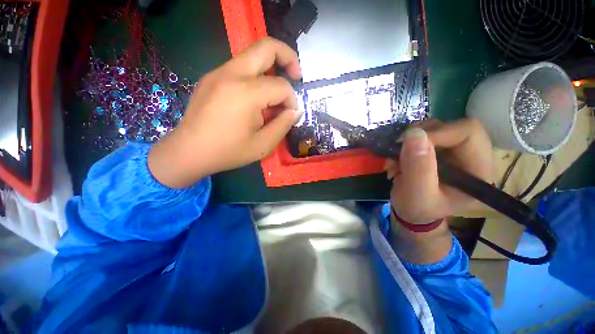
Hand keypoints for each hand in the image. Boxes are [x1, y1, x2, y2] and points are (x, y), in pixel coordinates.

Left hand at [149, 38, 302, 187]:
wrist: (189, 152)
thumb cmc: (228, 152)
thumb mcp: (263, 145)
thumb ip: (284, 124)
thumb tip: (295, 110)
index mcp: (245, 93)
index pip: (281, 85)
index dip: (292, 100)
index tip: (290, 115)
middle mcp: (231, 74)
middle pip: (266, 46)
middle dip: (288, 57)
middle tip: (296, 76)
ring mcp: (218, 72)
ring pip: (252, 55)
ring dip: (271, 68)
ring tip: (275, 93)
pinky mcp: (212, 77)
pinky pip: (240, 67)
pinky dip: (255, 77)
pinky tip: (255, 99)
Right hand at [384, 119, 492, 224]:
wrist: (411, 211)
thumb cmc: (417, 209)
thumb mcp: (417, 194)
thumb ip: (418, 167)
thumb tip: (414, 133)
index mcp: (478, 170)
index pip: (468, 132)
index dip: (437, 133)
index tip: (407, 144)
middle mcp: (470, 155)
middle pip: (451, 126)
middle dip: (419, 136)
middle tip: (397, 151)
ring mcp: (453, 151)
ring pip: (433, 128)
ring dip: (408, 142)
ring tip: (394, 161)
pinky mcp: (438, 149)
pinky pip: (421, 135)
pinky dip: (404, 144)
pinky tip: (396, 159)